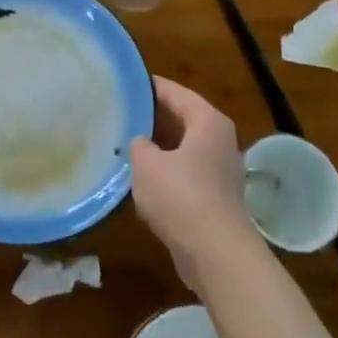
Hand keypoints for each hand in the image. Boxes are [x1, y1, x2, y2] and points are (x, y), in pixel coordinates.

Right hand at [130, 76, 258, 291]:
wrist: (216, 254)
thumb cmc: (181, 196)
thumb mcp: (147, 163)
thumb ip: (138, 144)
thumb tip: (140, 142)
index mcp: (208, 122)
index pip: (175, 93)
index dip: (149, 87)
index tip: (125, 83)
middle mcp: (218, 141)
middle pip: (180, 120)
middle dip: (151, 119)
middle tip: (119, 113)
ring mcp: (218, 171)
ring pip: (181, 149)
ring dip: (156, 149)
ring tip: (123, 144)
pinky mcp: (213, 198)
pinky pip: (184, 174)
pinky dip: (164, 173)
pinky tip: (139, 180)